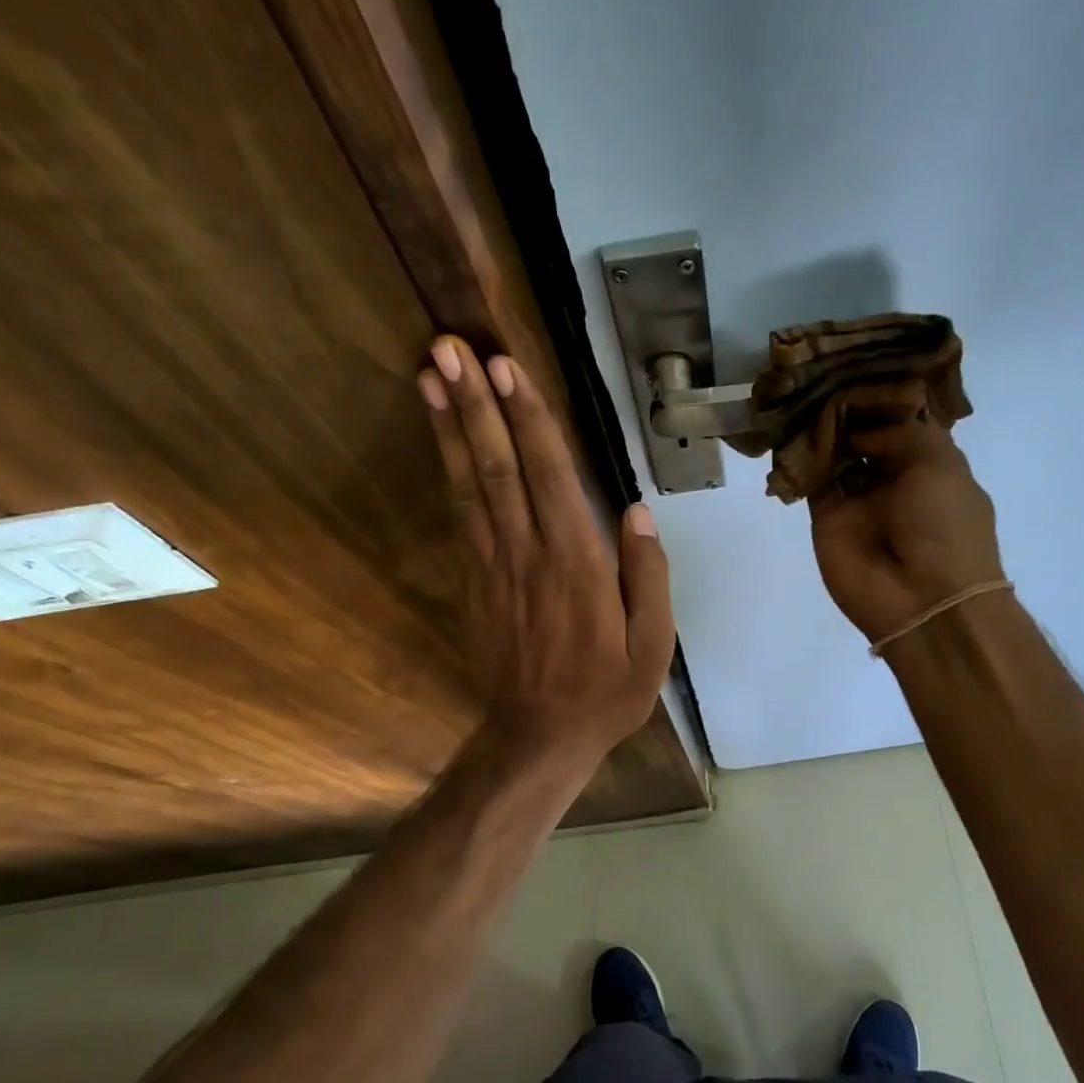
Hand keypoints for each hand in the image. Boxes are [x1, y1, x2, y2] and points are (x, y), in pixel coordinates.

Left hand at [419, 336, 674, 767]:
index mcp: (578, 564)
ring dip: (451, 425)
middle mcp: (530, 553)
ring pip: (470, 484)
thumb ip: (647, 576)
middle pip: (500, 466)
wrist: (539, 736)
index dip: (528, 419)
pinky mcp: (475, 582)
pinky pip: (461, 515)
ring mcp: (495, 566)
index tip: (506, 368)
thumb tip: (636, 512)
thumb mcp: (653, 645)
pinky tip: (442, 438)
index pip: (552, 475)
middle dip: (476, 403)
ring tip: (430, 373)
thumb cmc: (606, 691)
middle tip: (449, 347)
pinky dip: (449, 471)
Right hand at [807, 382, 1004, 643]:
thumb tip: (861, 427)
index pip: (903, 422)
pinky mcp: (826, 519)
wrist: (922, 600)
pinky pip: (812, 481)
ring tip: (804, 391)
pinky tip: (792, 425)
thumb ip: (902, 432)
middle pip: (866, 436)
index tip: (860, 365)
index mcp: (931, 466)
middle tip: (823, 372)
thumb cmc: (945, 528)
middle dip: (849, 408)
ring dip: (823, 429)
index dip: (884, 397)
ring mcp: (858, 501)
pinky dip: (802, 457)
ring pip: (836, 455)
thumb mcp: (939, 465)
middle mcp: (894, 479)